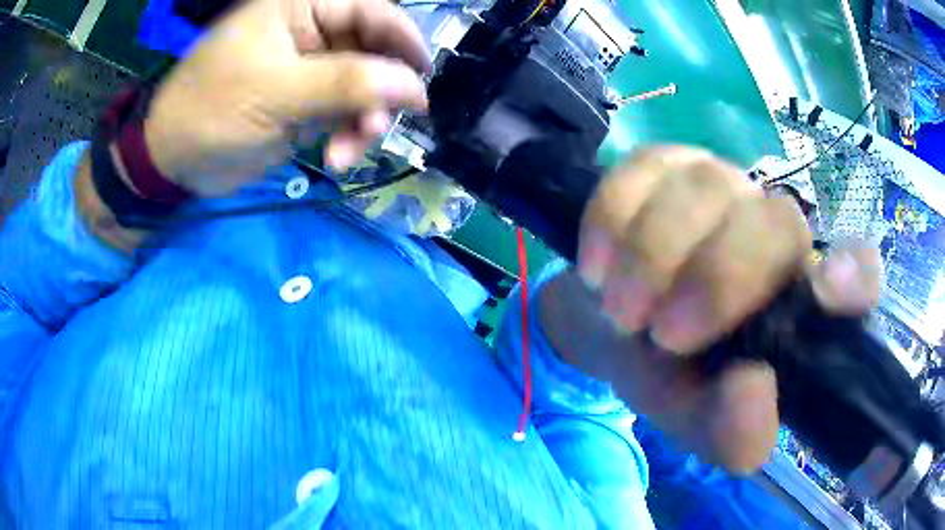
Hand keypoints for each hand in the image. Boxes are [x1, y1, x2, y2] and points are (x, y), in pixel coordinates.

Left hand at [144, 0, 429, 195]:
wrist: (175, 160)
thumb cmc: (211, 110)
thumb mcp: (275, 91)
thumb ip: (345, 83)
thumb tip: (413, 86)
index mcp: (302, 7)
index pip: (370, 10)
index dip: (402, 39)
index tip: (424, 76)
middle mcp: (312, 32)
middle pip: (374, 51)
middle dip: (380, 91)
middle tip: (380, 124)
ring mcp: (312, 70)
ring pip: (365, 87)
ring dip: (365, 121)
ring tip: (348, 151)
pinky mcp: (308, 103)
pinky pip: (347, 114)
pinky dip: (349, 137)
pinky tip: (336, 159)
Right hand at [544, 147, 879, 472]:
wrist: (605, 325)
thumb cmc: (666, 375)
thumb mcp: (695, 421)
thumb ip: (729, 432)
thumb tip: (753, 389)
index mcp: (798, 298)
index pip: (857, 270)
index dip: (852, 275)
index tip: (824, 292)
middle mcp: (773, 230)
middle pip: (775, 223)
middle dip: (717, 279)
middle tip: (662, 334)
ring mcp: (720, 185)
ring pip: (704, 189)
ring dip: (652, 257)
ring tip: (621, 310)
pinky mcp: (663, 163)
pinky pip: (641, 171)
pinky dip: (612, 221)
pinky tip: (598, 266)